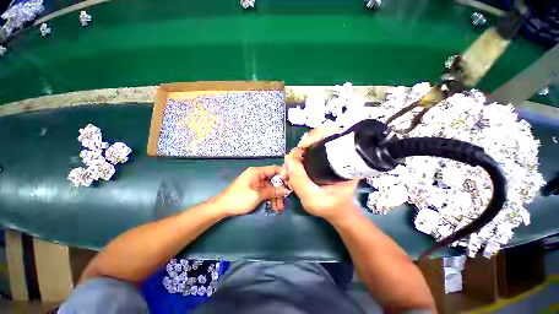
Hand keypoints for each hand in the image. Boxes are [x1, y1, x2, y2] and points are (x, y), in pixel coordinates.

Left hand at [215, 166, 290, 215]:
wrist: (222, 207)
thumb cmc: (239, 199)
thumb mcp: (257, 195)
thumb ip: (272, 191)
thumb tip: (285, 190)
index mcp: (257, 172)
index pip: (274, 169)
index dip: (284, 175)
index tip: (292, 183)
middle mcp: (257, 174)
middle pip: (273, 179)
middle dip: (280, 190)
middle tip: (286, 200)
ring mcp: (256, 182)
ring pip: (270, 186)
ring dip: (275, 196)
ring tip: (279, 208)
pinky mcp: (255, 188)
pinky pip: (266, 191)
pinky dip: (270, 197)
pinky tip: (274, 206)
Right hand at [281, 127, 359, 221]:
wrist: (336, 211)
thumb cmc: (329, 206)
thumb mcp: (312, 198)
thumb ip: (299, 180)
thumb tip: (288, 159)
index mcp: (343, 161)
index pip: (330, 135)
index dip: (313, 138)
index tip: (301, 148)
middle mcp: (337, 154)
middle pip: (316, 139)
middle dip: (299, 149)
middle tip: (290, 164)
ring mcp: (329, 156)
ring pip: (310, 146)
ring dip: (296, 155)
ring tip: (289, 169)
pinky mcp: (322, 160)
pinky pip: (307, 153)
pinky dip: (297, 158)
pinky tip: (293, 168)